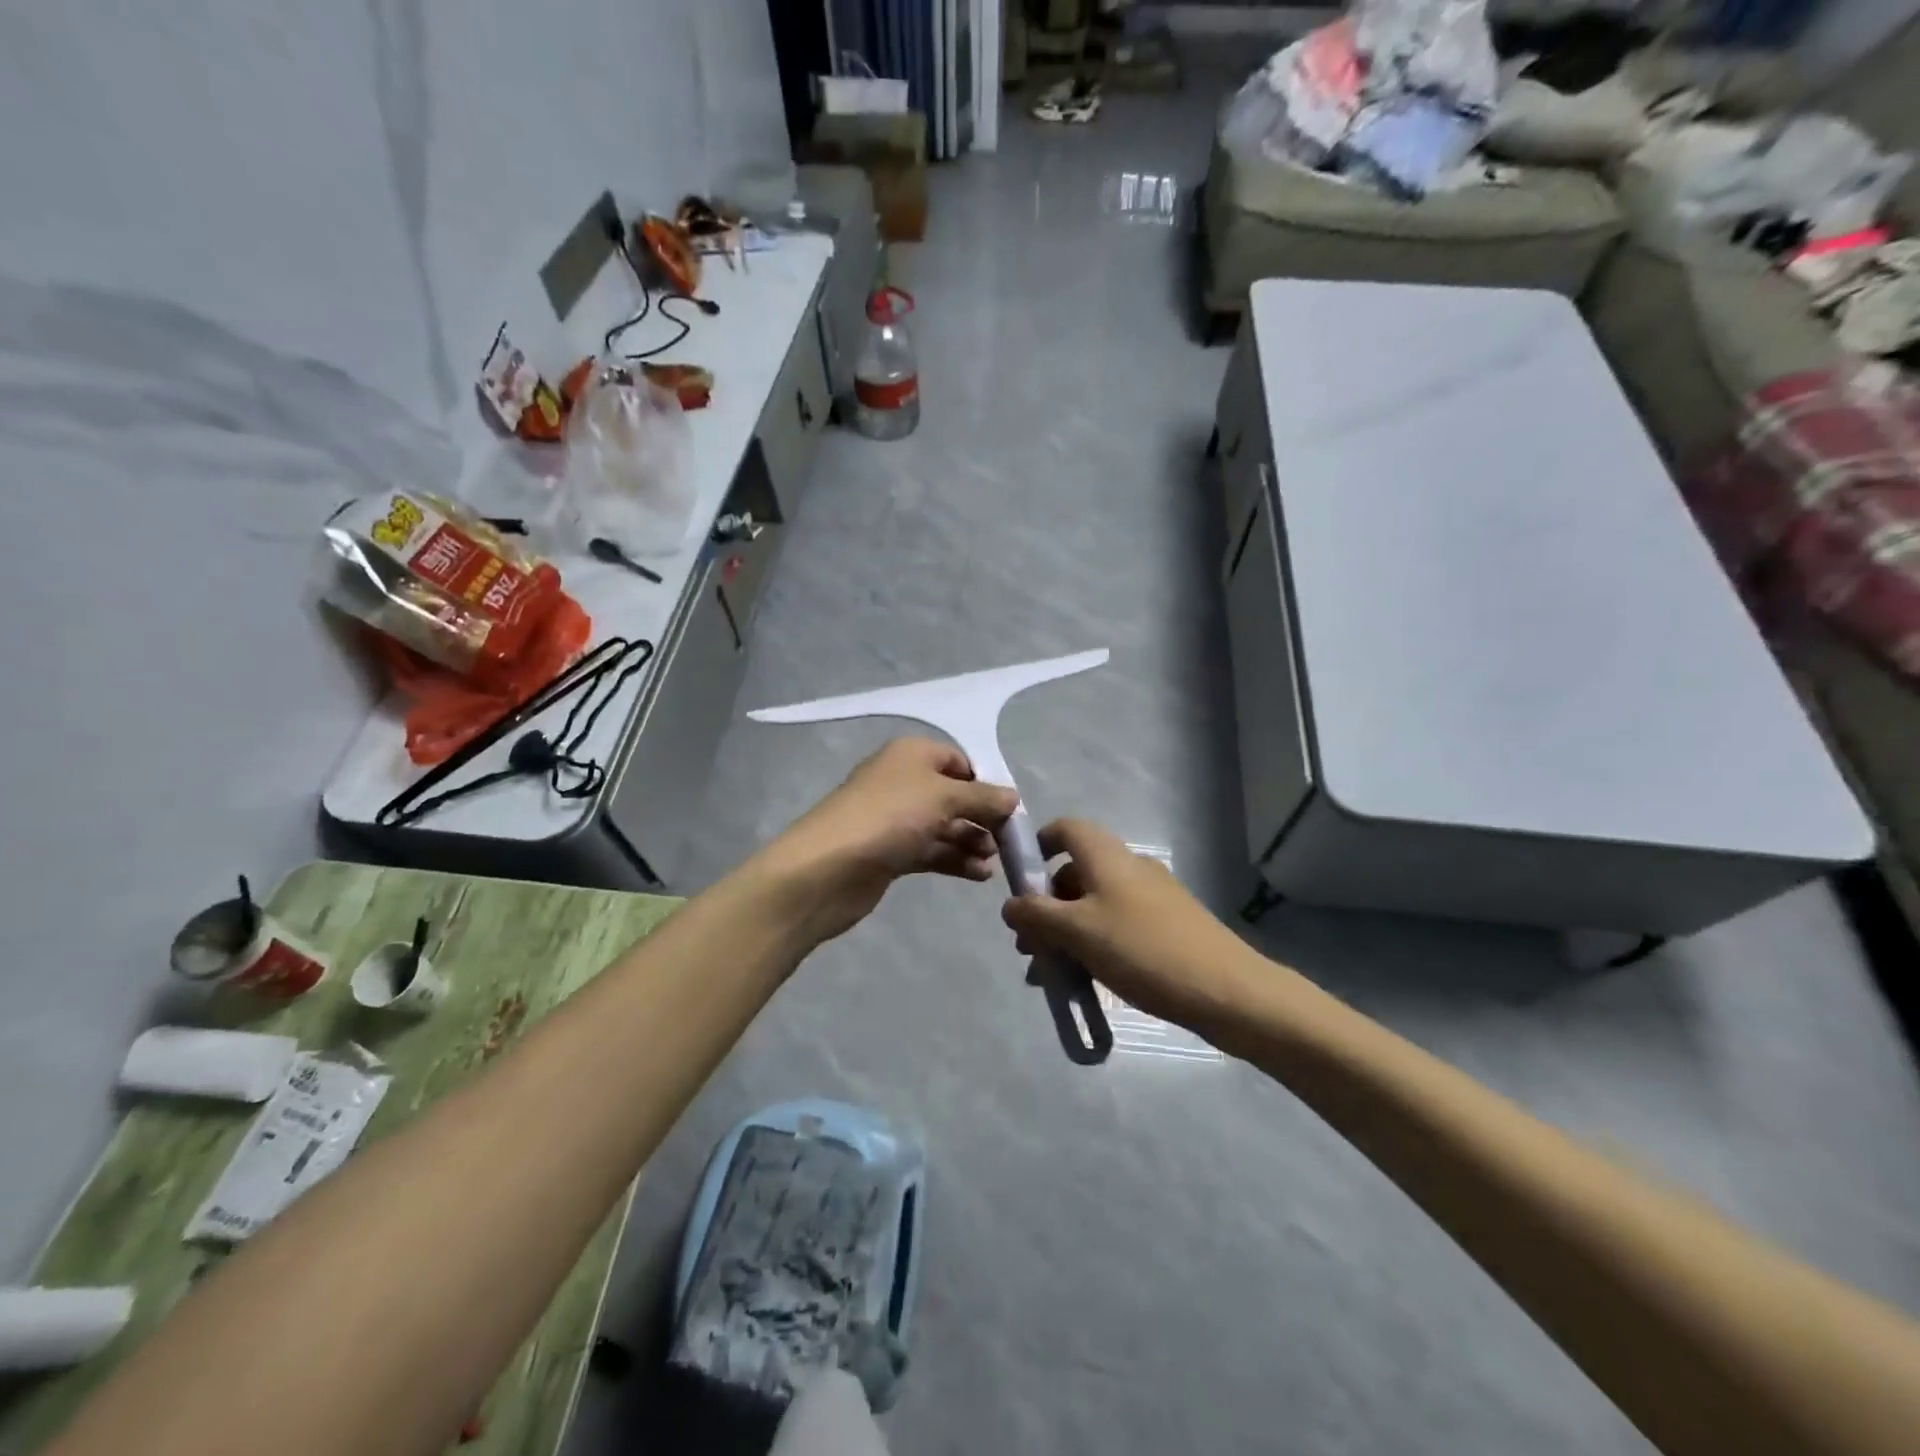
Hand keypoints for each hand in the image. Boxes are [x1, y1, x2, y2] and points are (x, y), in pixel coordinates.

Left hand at [756, 737, 1019, 944]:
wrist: (827, 868)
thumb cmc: (890, 817)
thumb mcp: (944, 798)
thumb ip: (983, 798)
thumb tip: (1013, 797)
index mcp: (912, 754)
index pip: (958, 760)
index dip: (985, 782)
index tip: (1010, 809)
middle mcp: (903, 781)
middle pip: (953, 795)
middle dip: (981, 816)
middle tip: (1007, 841)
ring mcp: (894, 818)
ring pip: (943, 825)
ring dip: (971, 840)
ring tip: (993, 861)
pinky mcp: (889, 852)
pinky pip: (930, 850)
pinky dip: (954, 859)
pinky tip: (979, 875)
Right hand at [1001, 819, 1261, 1032]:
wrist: (1226, 990)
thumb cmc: (1141, 949)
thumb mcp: (1077, 932)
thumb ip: (1036, 915)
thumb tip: (1009, 905)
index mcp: (1106, 856)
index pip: (1065, 829)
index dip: (1038, 846)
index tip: (1019, 882)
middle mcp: (1129, 867)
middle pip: (1075, 872)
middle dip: (1046, 906)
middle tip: (1029, 946)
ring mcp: (1152, 897)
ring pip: (1094, 905)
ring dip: (1066, 932)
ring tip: (1050, 975)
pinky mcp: (1167, 926)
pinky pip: (1116, 925)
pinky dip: (1093, 945)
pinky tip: (1085, 982)